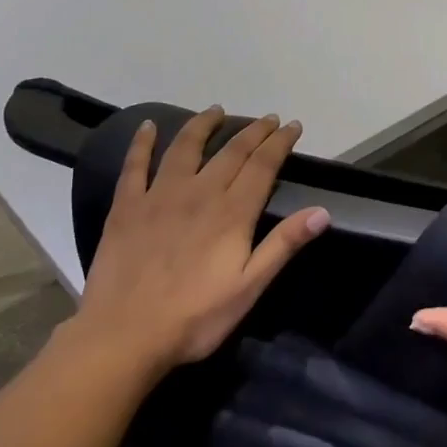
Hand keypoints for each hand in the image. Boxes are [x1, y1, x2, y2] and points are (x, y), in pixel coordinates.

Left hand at [75, 108, 328, 376]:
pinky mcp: (127, 206)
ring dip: (204, 125)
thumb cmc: (195, 318)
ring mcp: (159, 195)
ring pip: (186, 147)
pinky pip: (135, 165)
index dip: (279, 143)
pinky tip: (148, 126)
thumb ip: (283, 245)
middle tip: (267, 118)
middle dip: (253, 131)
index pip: (262, 166)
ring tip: (216, 110)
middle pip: (232, 152)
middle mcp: (199, 192)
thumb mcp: (249, 288)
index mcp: (232, 213)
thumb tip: (322, 212)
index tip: (292, 125)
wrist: (124, 336)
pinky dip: (142, 143)